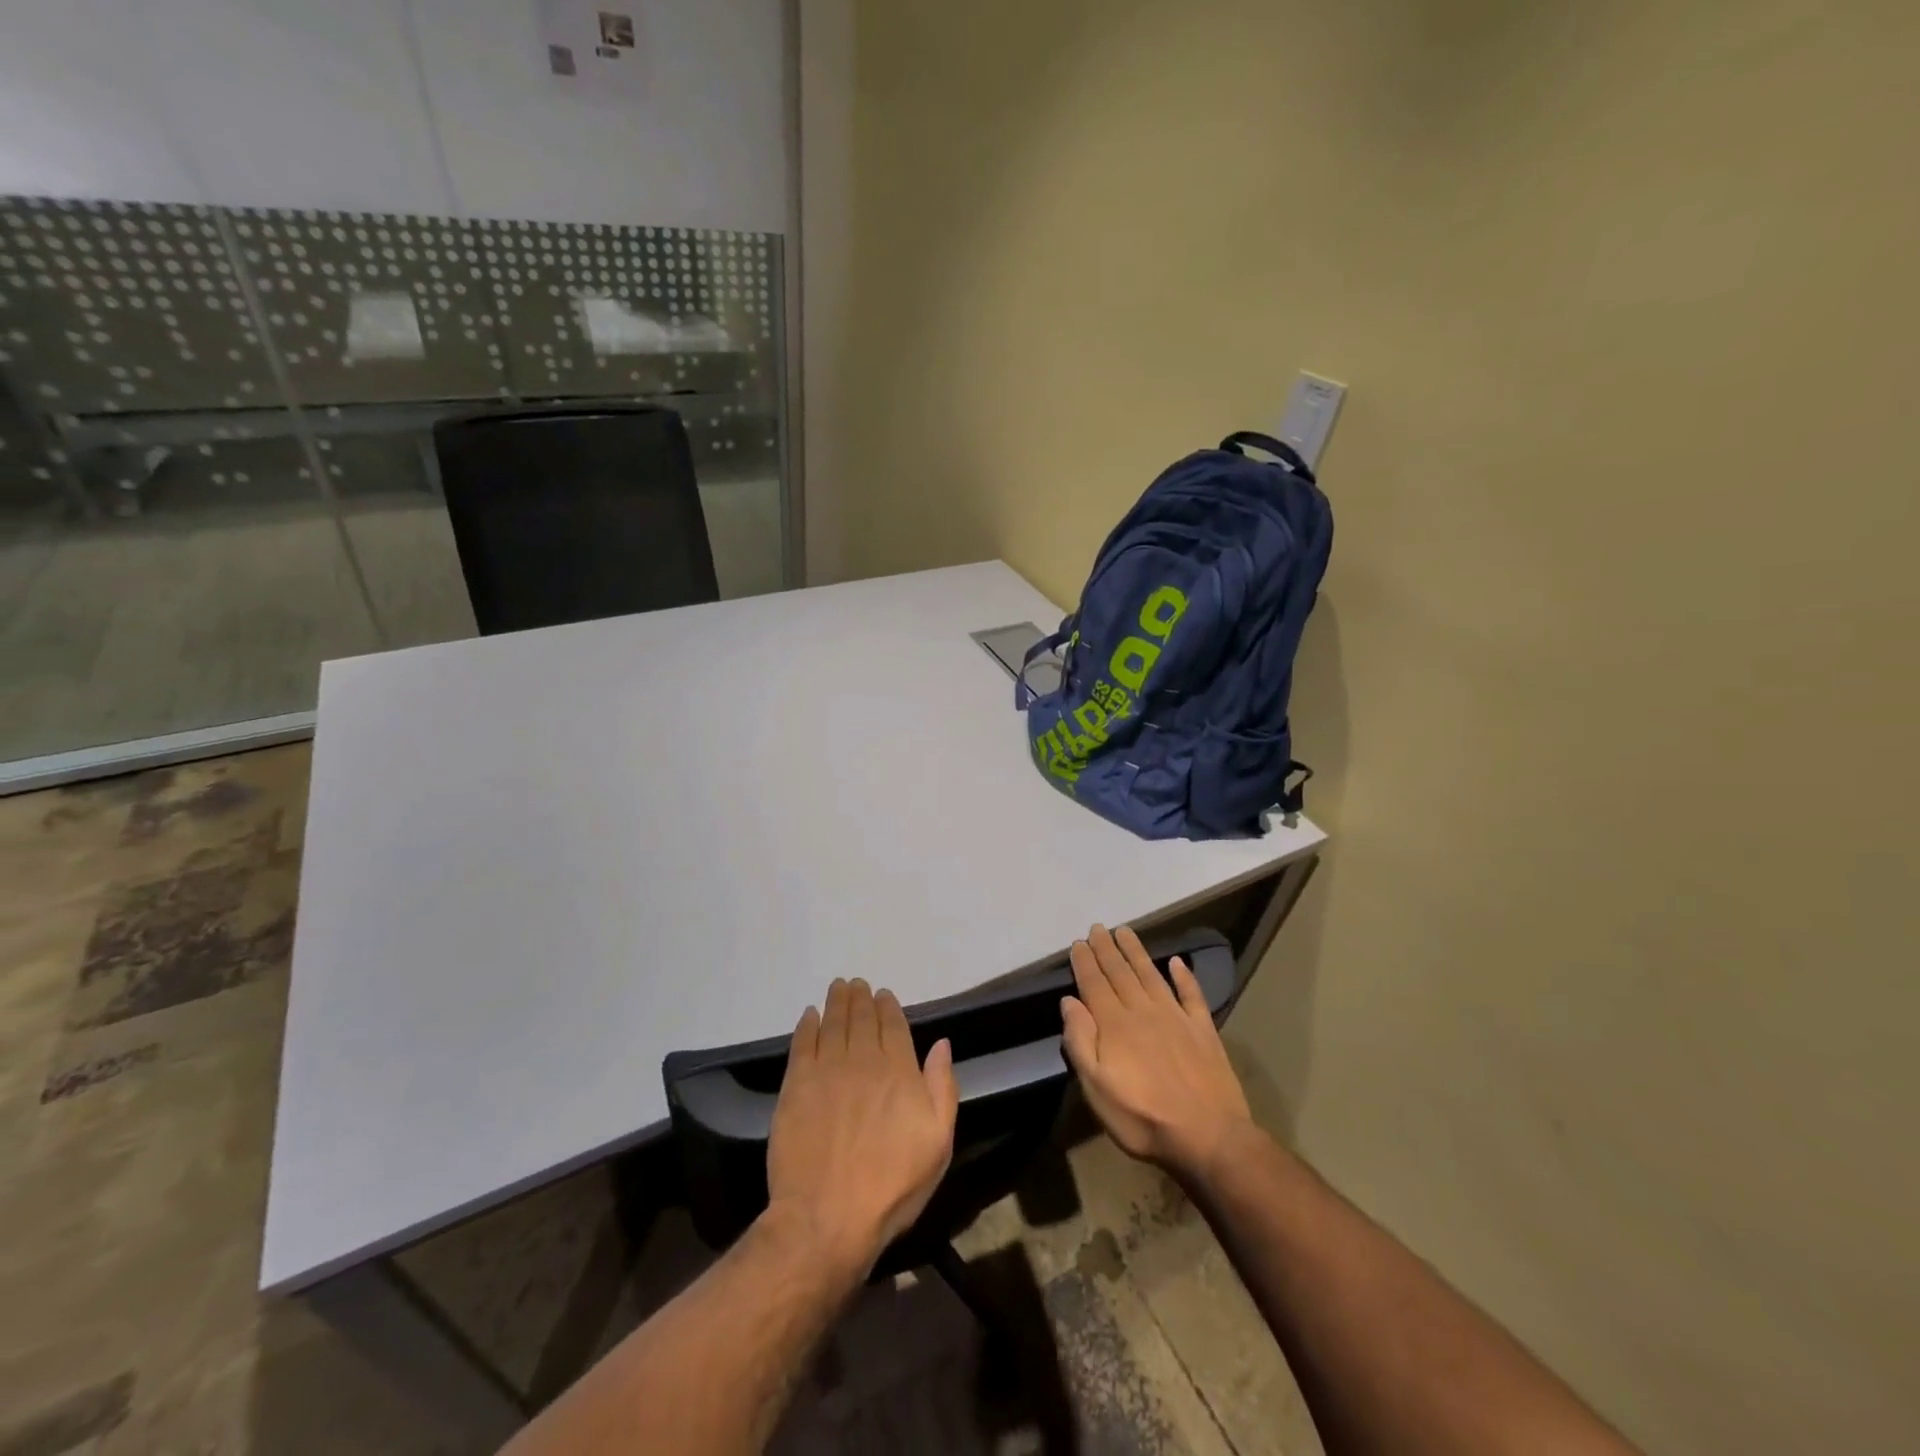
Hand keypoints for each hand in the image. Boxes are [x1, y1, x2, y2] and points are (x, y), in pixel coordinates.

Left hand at [765, 978, 958, 1279]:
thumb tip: (942, 1044)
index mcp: (899, 1071)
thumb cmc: (891, 1186)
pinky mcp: (796, 1085)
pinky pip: (802, 1043)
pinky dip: (807, 1025)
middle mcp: (863, 1060)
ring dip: (836, 1002)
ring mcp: (827, 1069)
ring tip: (837, 987)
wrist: (827, 1217)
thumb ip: (942, 1088)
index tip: (883, 994)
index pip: (894, 1026)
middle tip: (857, 983)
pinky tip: (809, 1016)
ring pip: (833, 1023)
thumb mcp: (938, 1143)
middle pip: (862, 1018)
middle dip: (861, 998)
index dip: (888, 1007)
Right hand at [1061, 925, 1254, 1182]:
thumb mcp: (1097, 1089)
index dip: (1085, 962)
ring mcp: (1176, 1017)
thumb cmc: (1143, 1119)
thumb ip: (1080, 1042)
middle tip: (1098, 928)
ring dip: (1136, 952)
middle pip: (1121, 973)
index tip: (1078, 942)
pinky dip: (1184, 976)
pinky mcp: (1202, 1029)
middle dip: (1107, 949)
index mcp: (1115, 1025)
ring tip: (1125, 932)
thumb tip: (1069, 1001)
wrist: (1209, 1136)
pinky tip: (1178, 961)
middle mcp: (1143, 1011)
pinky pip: (1191, 994)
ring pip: (1151, 975)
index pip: (1094, 984)